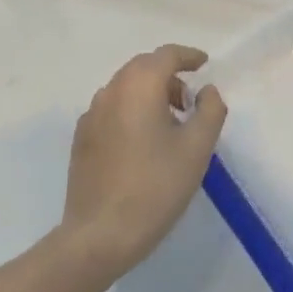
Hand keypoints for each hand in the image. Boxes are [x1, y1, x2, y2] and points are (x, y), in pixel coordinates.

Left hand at [60, 44, 227, 282]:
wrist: (100, 235)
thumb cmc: (155, 186)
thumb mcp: (197, 148)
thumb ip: (210, 110)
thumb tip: (206, 91)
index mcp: (139, 85)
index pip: (166, 55)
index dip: (188, 56)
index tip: (204, 64)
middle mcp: (111, 90)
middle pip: (143, 67)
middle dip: (169, 75)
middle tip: (189, 101)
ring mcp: (91, 114)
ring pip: (125, 87)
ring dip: (149, 93)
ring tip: (170, 124)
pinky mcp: (82, 138)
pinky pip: (112, 108)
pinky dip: (131, 110)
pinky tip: (142, 142)